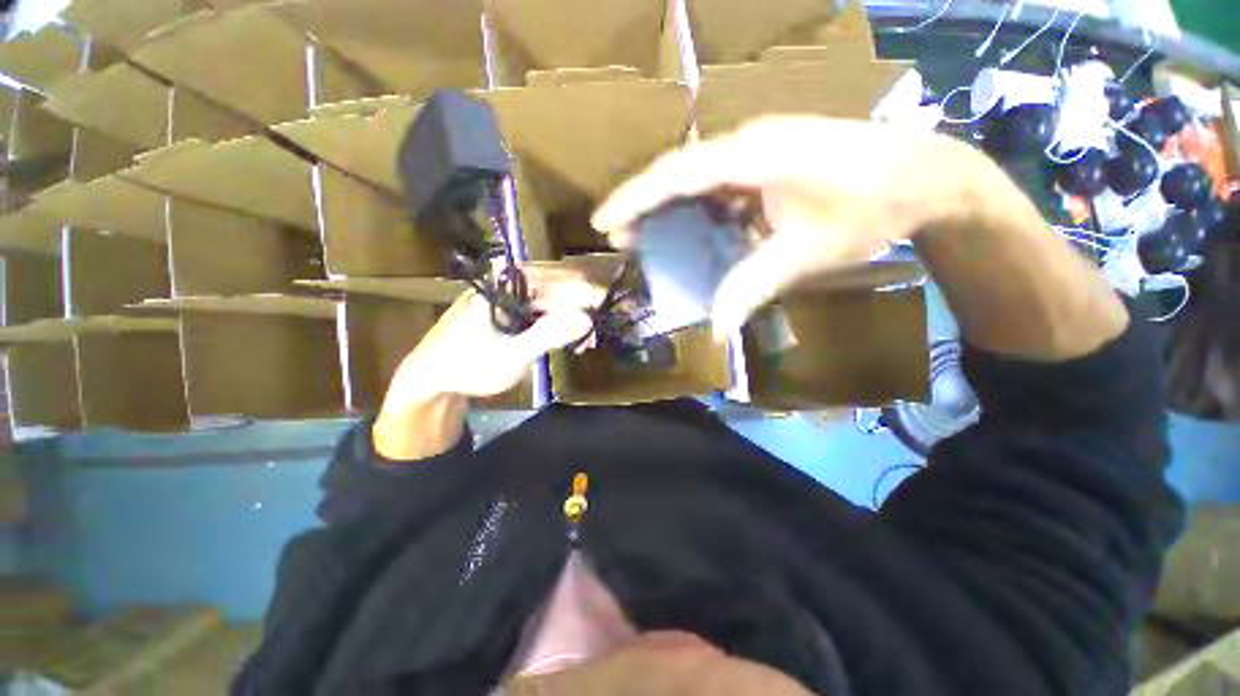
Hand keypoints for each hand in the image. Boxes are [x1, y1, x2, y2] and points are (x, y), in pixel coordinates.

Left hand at [373, 267, 601, 459]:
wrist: (431, 381)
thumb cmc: (468, 367)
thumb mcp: (512, 355)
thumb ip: (549, 335)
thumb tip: (587, 318)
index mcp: (502, 286)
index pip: (552, 277)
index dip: (581, 290)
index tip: (602, 305)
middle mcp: (505, 285)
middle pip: (553, 288)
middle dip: (578, 308)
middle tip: (595, 330)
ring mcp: (507, 300)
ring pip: (549, 301)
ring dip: (569, 318)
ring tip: (584, 341)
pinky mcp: (508, 314)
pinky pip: (539, 313)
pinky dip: (556, 325)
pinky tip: (567, 340)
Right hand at [591, 116, 996, 337]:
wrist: (924, 175)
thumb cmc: (871, 208)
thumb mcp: (807, 253)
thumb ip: (753, 286)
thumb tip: (717, 328)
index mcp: (752, 156)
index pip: (676, 175)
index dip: (634, 198)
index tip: (603, 221)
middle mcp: (748, 144)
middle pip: (679, 174)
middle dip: (645, 206)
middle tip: (621, 237)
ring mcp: (759, 150)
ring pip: (698, 180)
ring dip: (672, 209)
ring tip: (649, 238)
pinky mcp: (769, 161)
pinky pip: (721, 185)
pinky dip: (701, 210)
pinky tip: (696, 232)